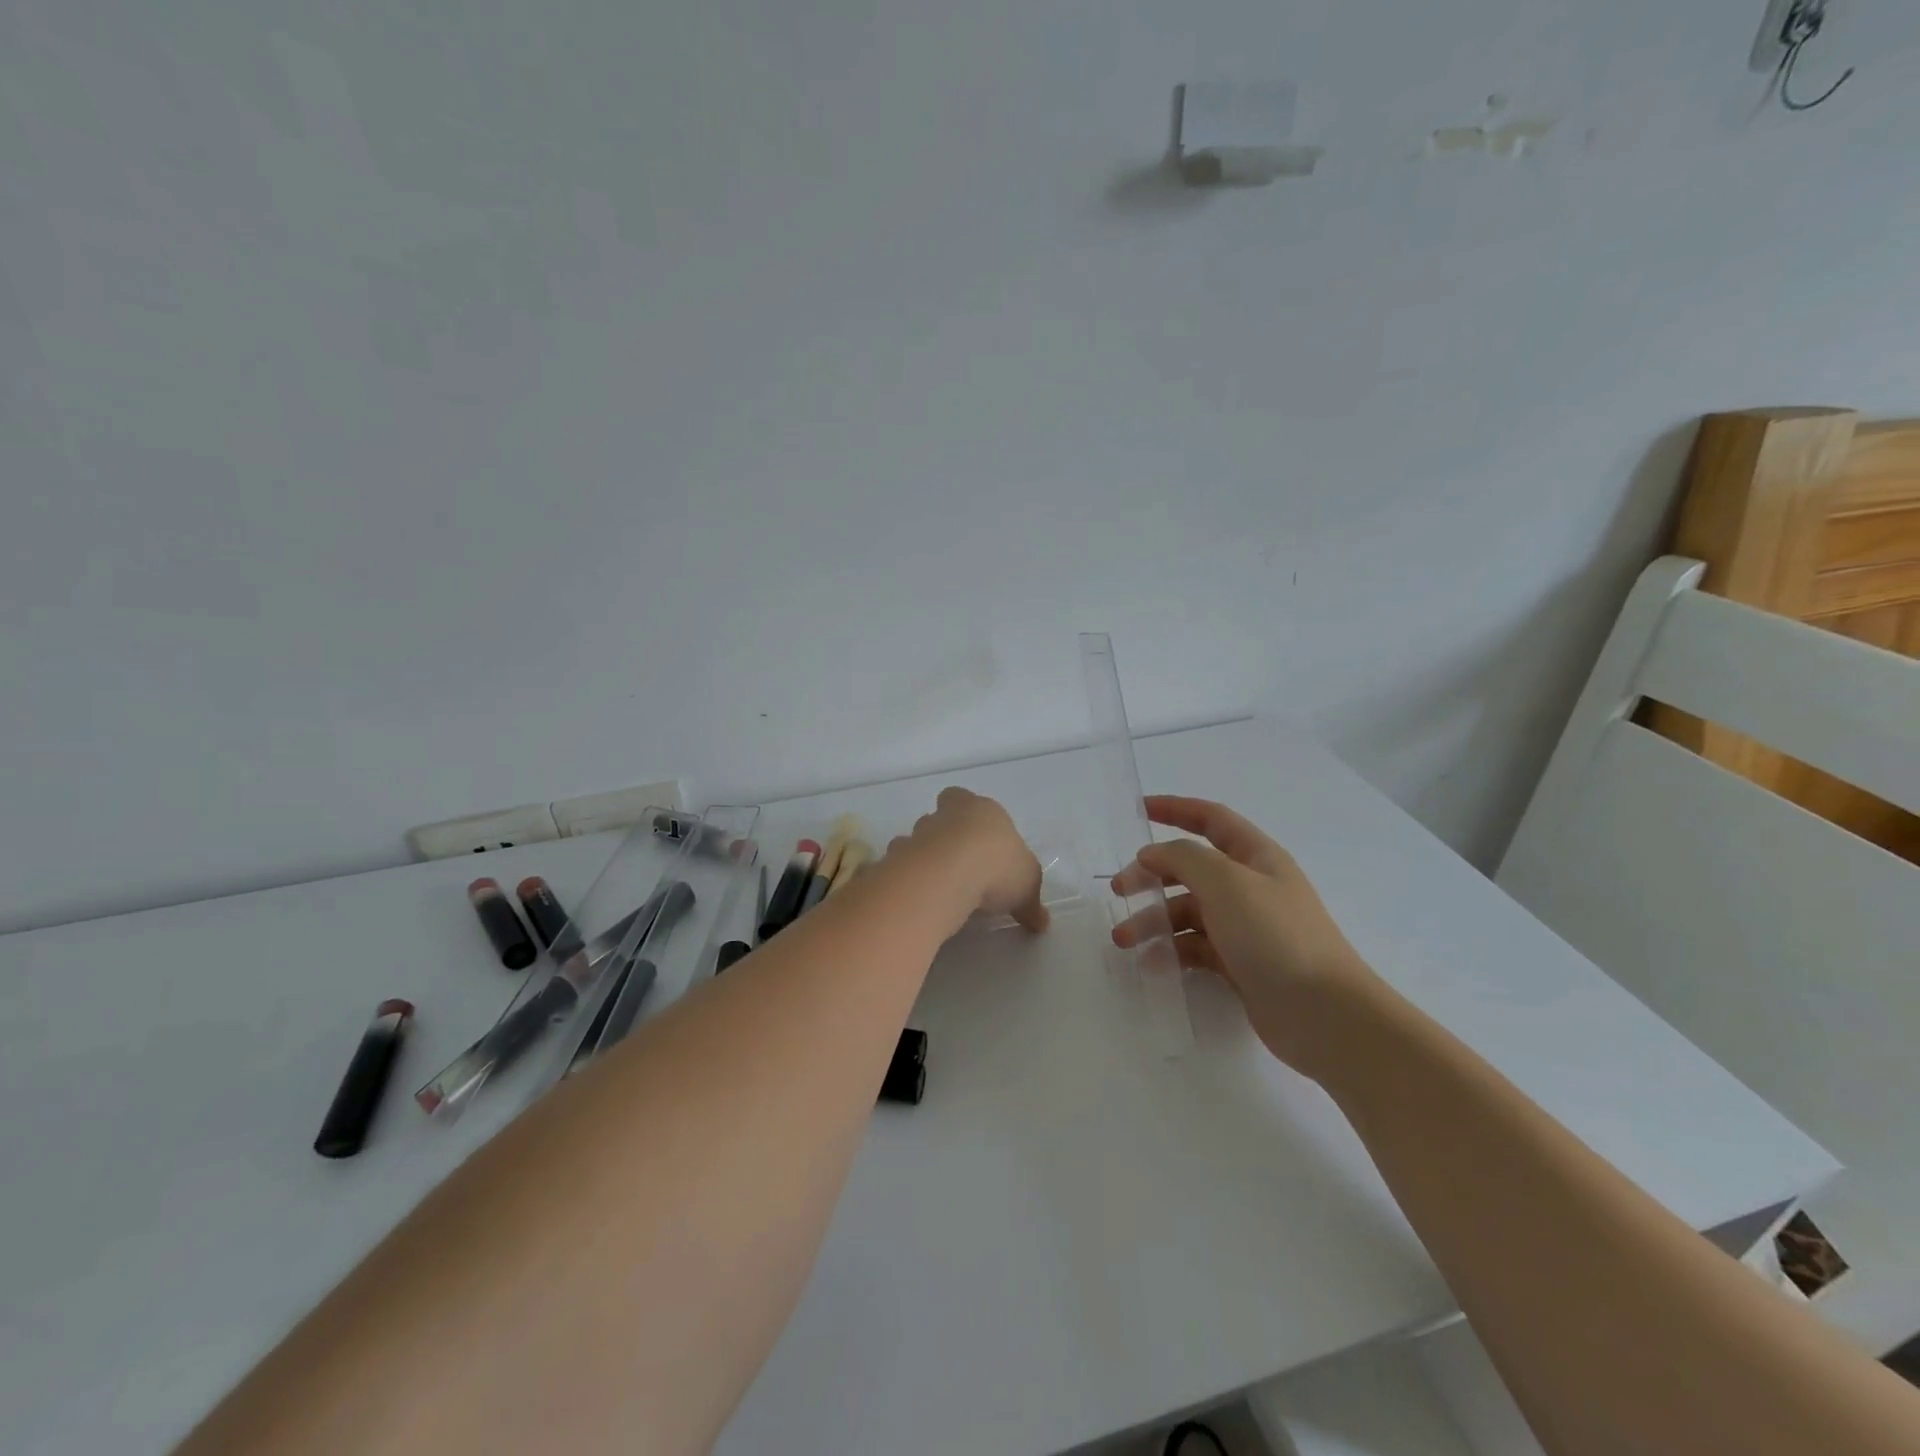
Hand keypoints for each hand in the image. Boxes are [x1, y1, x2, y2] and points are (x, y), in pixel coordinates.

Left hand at [889, 788, 1048, 932]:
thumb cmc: (997, 866)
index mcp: (981, 810)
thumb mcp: (1028, 885)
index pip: (967, 800)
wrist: (947, 874)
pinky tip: (917, 899)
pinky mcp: (896, 859)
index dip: (971, 818)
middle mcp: (945, 816)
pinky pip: (898, 866)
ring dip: (922, 857)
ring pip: (915, 839)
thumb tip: (1040, 923)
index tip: (980, 843)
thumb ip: (1031, 903)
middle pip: (938, 816)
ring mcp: (916, 836)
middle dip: (944, 835)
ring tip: (936, 887)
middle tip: (958, 865)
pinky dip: (905, 879)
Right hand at [1112, 796, 1375, 1076]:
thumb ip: (1183, 858)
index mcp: (1255, 856)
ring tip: (1123, 940)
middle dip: (1152, 875)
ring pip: (1188, 912)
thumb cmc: (1275, 935)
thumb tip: (1153, 854)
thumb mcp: (1226, 882)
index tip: (1138, 809)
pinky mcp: (1240, 964)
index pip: (1211, 819)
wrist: (1324, 1014)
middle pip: (1191, 869)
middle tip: (1118, 890)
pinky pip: (1196, 947)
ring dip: (1153, 920)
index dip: (1175, 809)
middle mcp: (1250, 887)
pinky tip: (1152, 963)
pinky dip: (1171, 951)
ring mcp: (1246, 927)